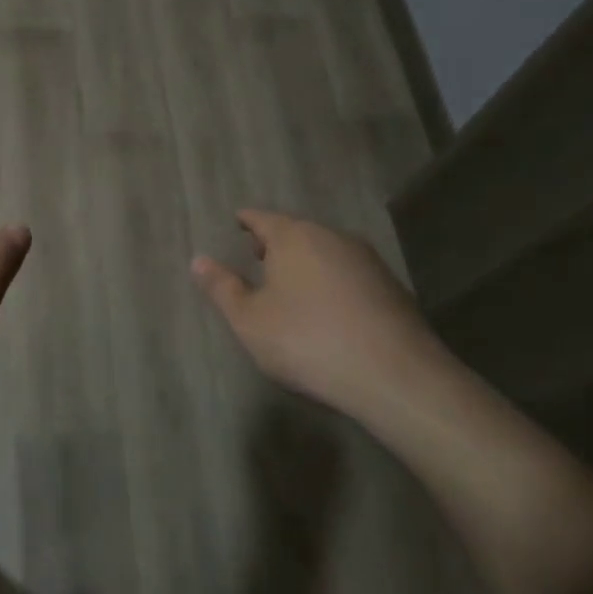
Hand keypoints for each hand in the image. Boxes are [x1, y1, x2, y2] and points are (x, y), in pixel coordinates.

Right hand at [191, 210, 446, 415]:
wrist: (394, 374)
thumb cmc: (307, 341)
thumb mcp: (249, 320)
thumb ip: (222, 288)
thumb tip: (198, 260)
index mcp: (294, 237)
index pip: (262, 218)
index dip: (247, 221)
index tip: (238, 221)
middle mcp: (332, 237)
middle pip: (297, 231)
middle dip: (276, 241)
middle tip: (258, 254)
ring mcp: (367, 260)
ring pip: (325, 251)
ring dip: (306, 261)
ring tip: (290, 282)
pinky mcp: (391, 287)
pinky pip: (349, 273)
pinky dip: (331, 280)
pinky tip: (328, 306)